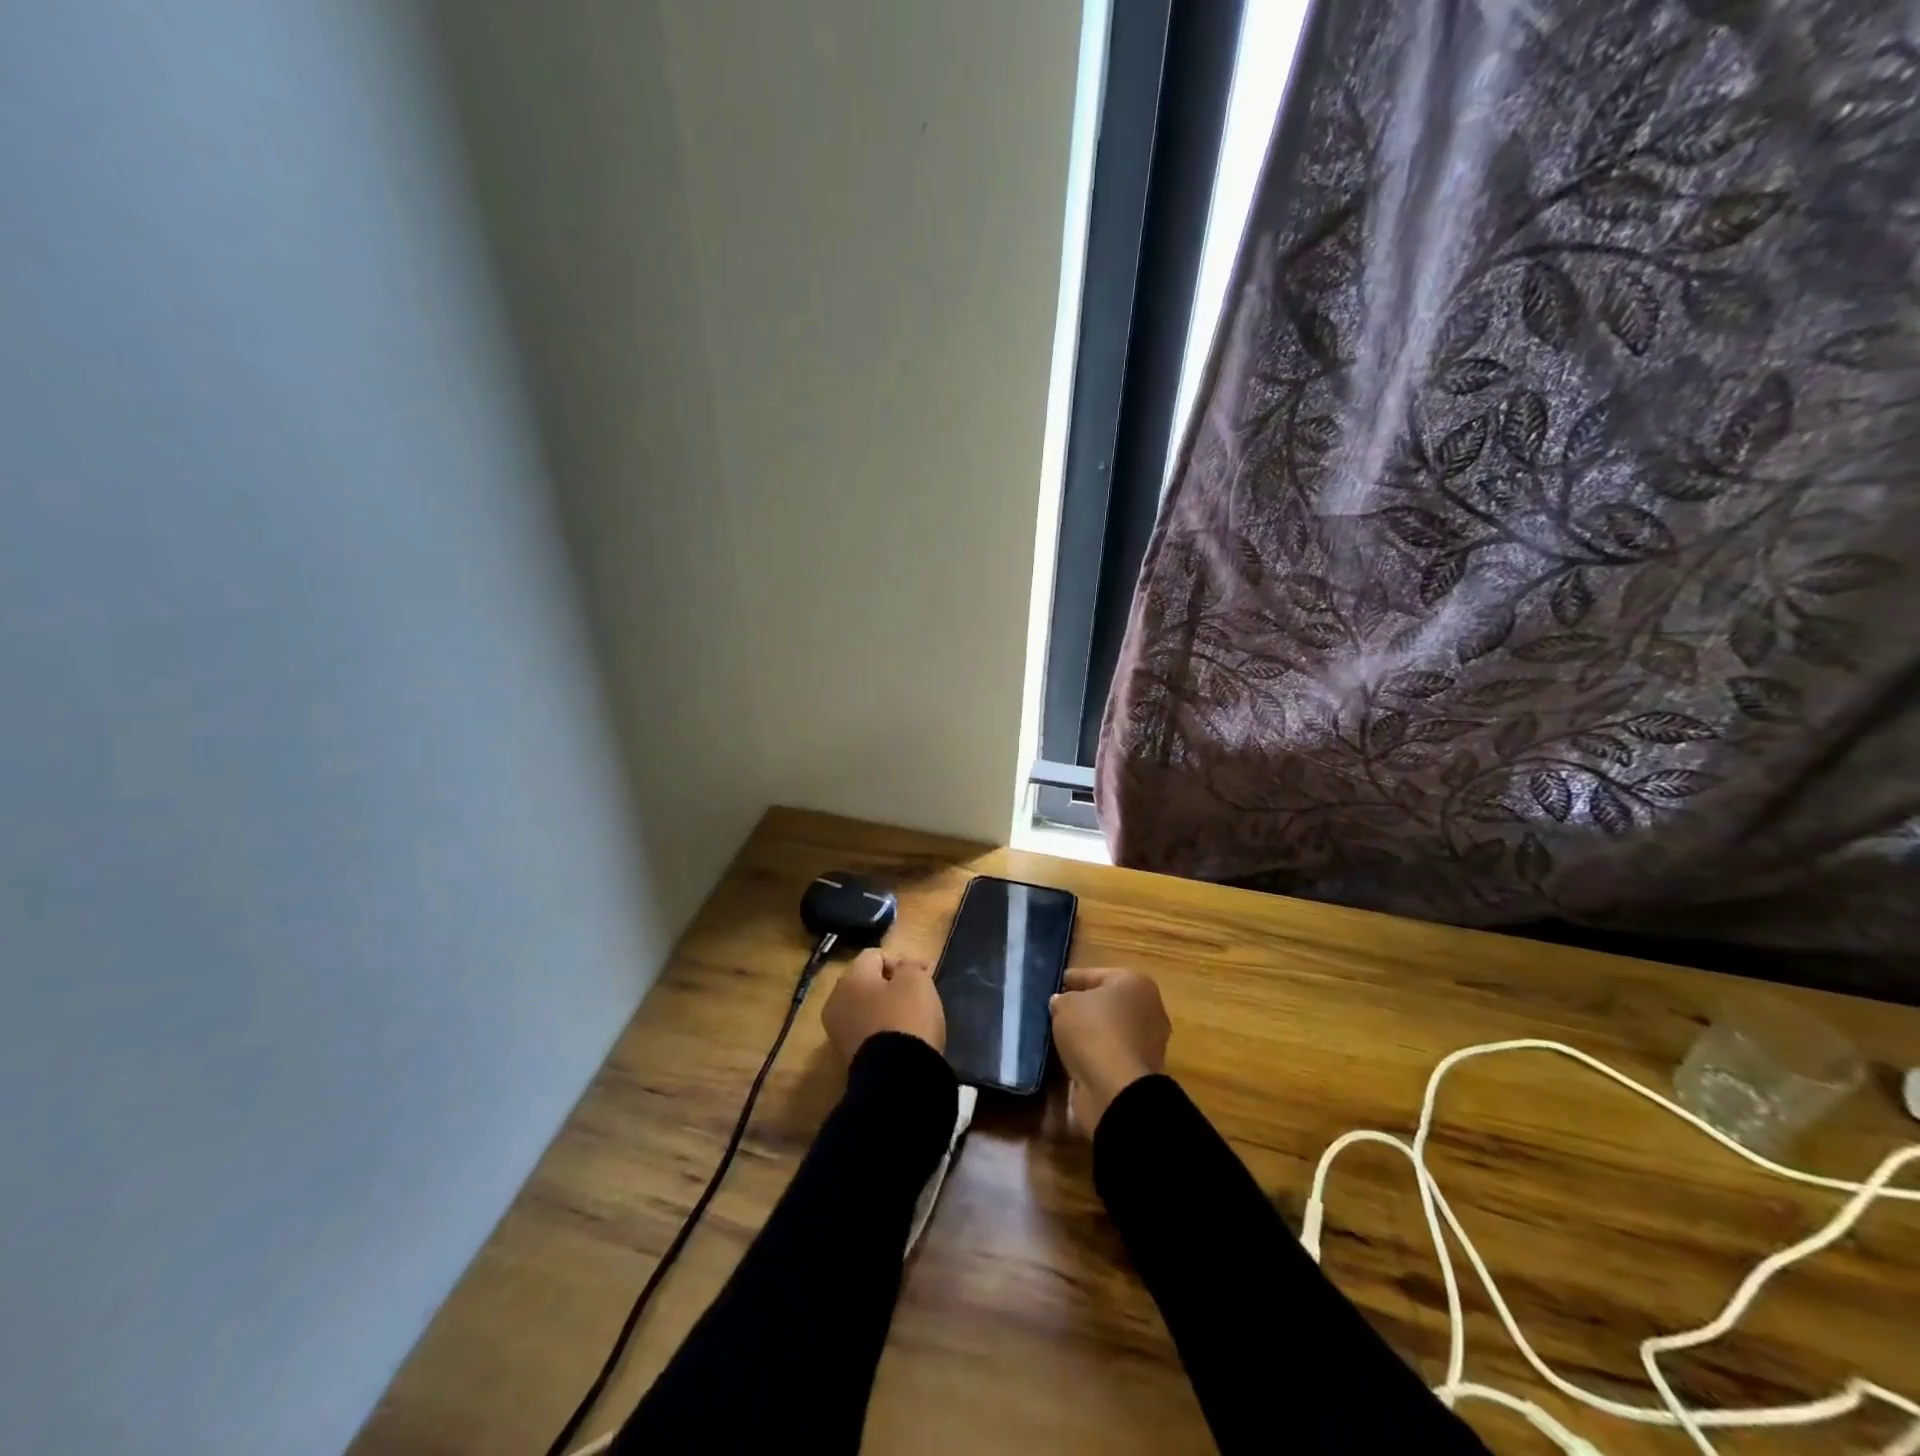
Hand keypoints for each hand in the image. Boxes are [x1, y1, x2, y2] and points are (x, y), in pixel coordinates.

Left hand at [822, 949, 944, 1062]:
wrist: (896, 1077)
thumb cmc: (906, 1018)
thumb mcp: (916, 981)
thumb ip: (909, 965)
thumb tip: (905, 966)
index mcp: (850, 977)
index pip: (875, 955)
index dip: (900, 961)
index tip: (921, 976)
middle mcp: (836, 1001)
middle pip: (866, 982)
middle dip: (891, 985)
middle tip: (916, 995)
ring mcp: (838, 1031)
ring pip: (865, 1008)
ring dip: (885, 1009)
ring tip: (910, 1019)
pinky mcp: (847, 1057)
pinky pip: (866, 1031)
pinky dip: (881, 1031)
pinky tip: (900, 1040)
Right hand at [1050, 966, 1169, 1134]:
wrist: (1116, 1090)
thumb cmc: (1093, 1032)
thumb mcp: (1065, 1005)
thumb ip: (1062, 999)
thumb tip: (1063, 1003)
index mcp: (1136, 984)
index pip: (1095, 975)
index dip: (1073, 978)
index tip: (1055, 983)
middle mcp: (1149, 1009)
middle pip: (1108, 1003)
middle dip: (1085, 1006)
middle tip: (1057, 1009)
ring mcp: (1148, 1043)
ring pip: (1110, 1030)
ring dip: (1090, 1033)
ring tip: (1061, 1034)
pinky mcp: (1140, 1071)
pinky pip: (1111, 1054)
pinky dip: (1095, 1054)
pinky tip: (1073, 1056)